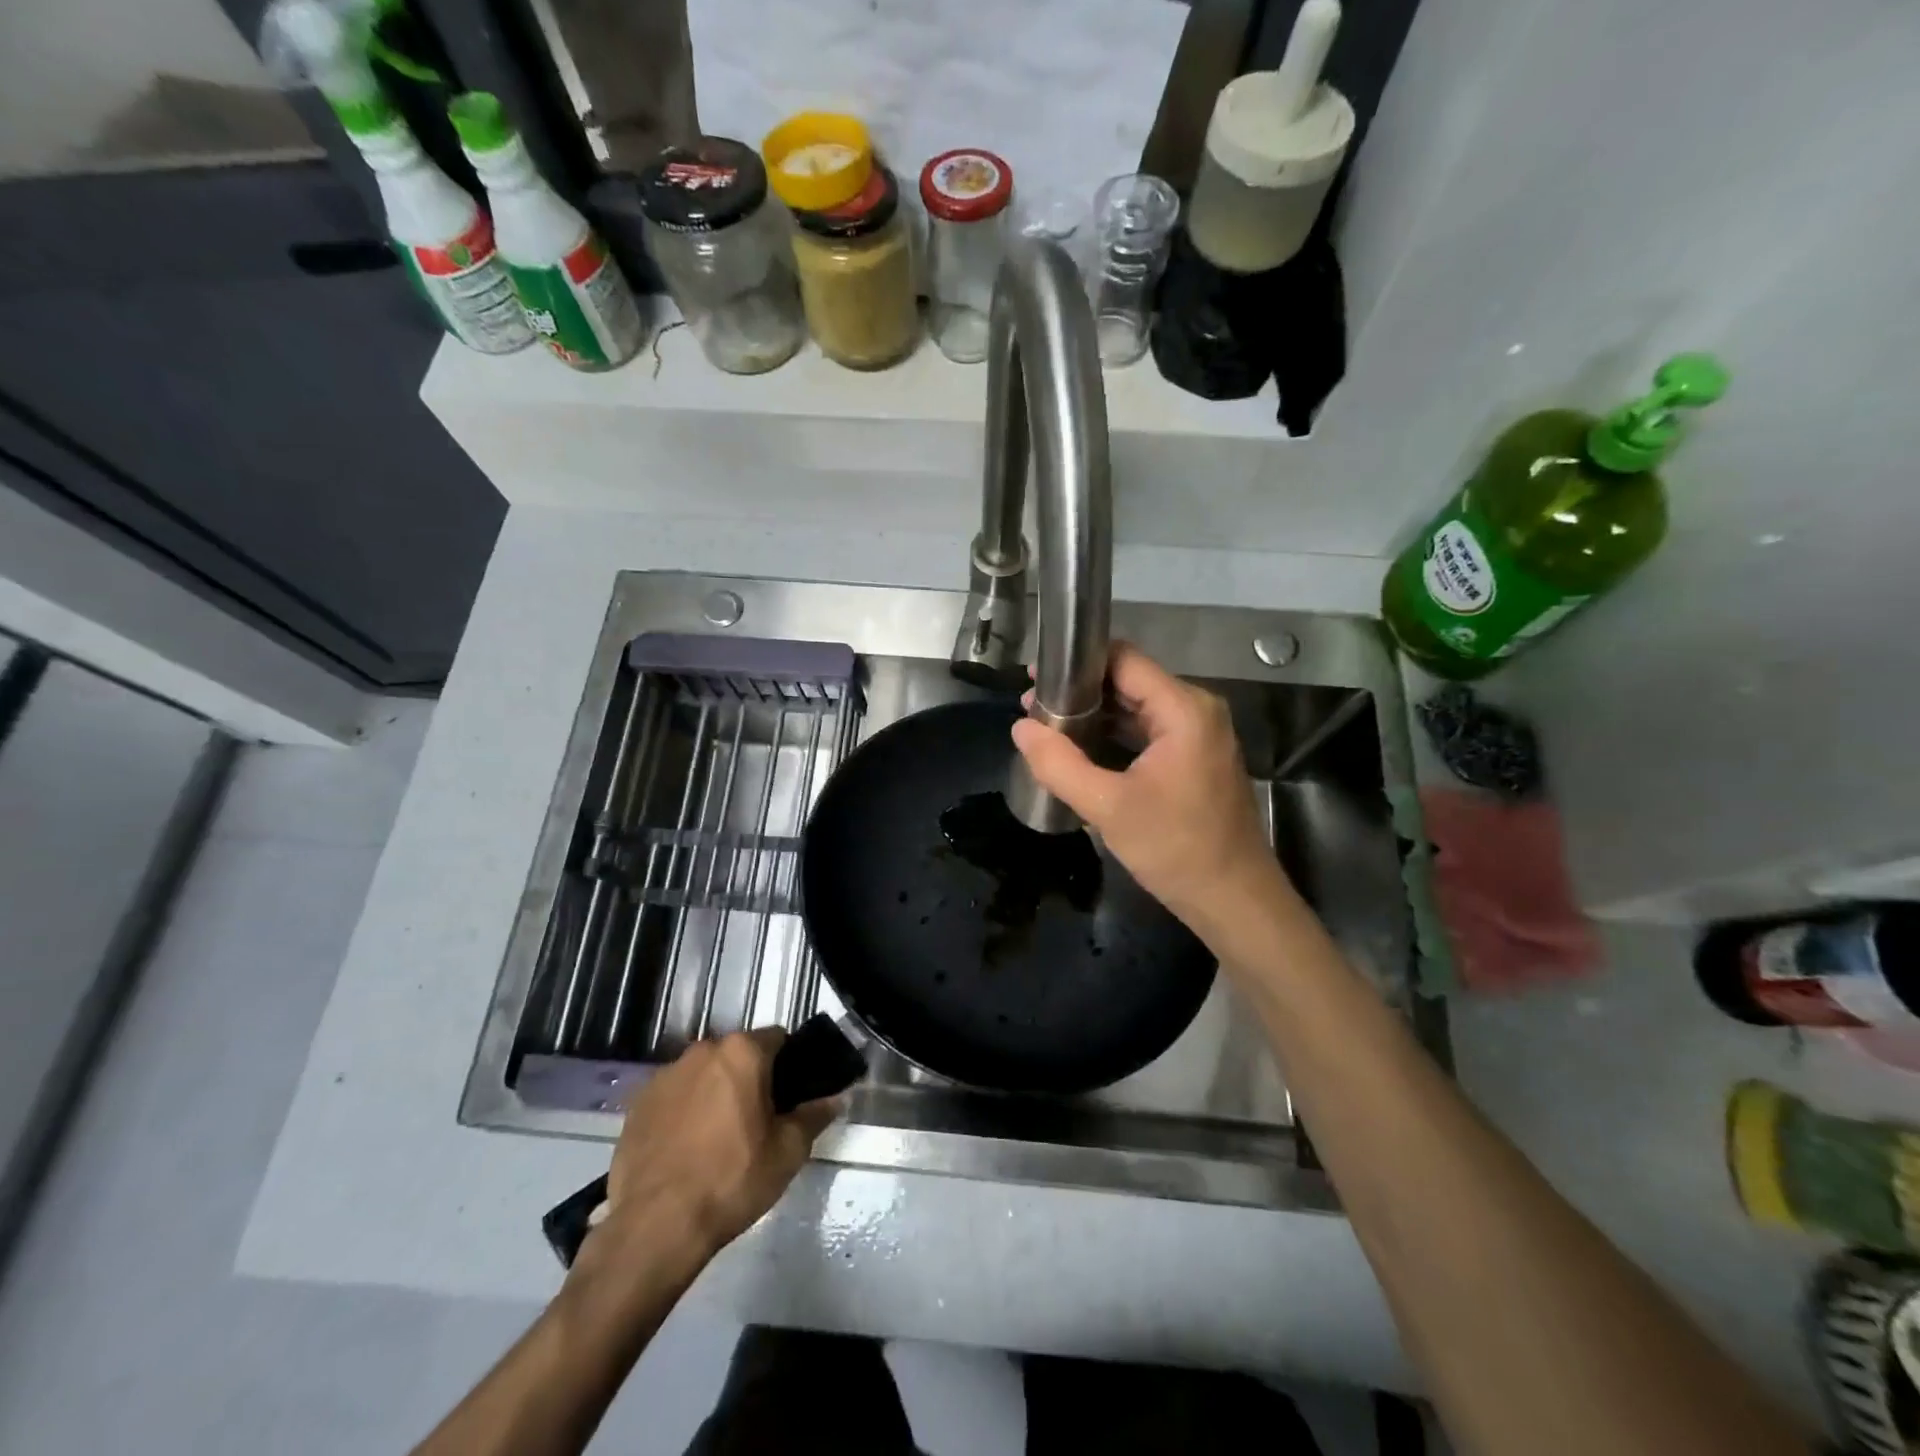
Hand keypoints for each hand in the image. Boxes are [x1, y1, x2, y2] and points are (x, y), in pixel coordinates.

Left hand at [600, 1029, 838, 1262]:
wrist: (656, 1226)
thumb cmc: (733, 1180)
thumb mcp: (788, 1152)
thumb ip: (814, 1115)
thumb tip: (836, 1098)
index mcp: (742, 1052)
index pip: (777, 1038)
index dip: (788, 1064)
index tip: (789, 1096)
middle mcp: (702, 1051)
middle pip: (737, 1055)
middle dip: (749, 1078)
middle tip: (757, 1120)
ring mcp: (665, 1075)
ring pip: (703, 1074)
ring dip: (714, 1092)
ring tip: (717, 1138)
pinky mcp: (638, 1104)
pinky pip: (673, 1097)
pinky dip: (683, 1112)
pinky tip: (685, 1150)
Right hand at [1012, 643, 1284, 938]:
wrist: (1234, 901)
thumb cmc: (1175, 848)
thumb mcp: (1108, 807)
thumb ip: (1059, 764)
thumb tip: (1020, 727)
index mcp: (1184, 709)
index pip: (1124, 660)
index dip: (1078, 662)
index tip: (1036, 677)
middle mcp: (1196, 711)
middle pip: (1130, 681)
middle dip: (1080, 692)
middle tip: (1033, 707)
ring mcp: (1199, 736)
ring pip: (1137, 708)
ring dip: (1095, 715)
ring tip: (1048, 727)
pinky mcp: (1195, 759)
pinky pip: (1148, 733)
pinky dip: (1114, 736)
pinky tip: (1081, 750)